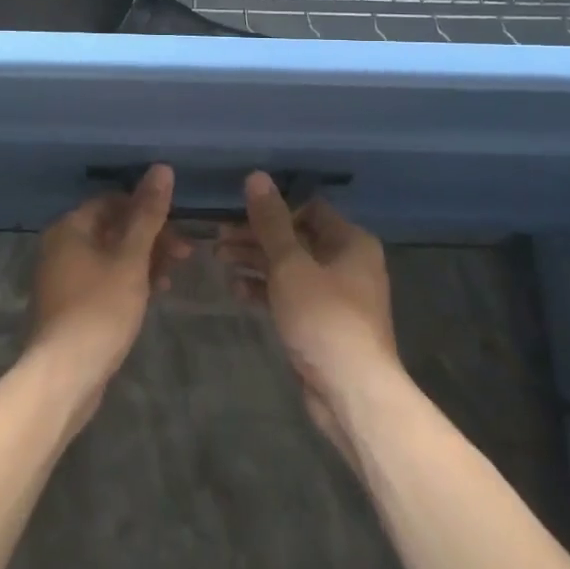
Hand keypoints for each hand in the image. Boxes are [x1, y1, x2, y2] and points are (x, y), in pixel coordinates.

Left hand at [26, 164, 186, 431]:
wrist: (65, 374)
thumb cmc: (100, 308)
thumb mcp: (131, 258)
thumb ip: (148, 214)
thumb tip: (162, 168)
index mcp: (70, 228)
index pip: (114, 201)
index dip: (149, 210)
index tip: (179, 229)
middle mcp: (61, 246)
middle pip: (113, 228)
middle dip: (151, 238)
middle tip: (186, 254)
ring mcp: (63, 277)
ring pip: (111, 256)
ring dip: (144, 261)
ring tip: (171, 279)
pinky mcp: (70, 305)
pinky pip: (104, 280)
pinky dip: (128, 281)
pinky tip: (152, 295)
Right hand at [218, 172, 395, 461]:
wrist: (351, 391)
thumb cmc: (323, 317)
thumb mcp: (290, 264)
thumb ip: (271, 222)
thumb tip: (256, 177)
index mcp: (350, 241)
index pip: (308, 208)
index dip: (273, 208)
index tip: (237, 210)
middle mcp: (347, 263)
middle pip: (296, 238)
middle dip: (256, 236)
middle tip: (218, 237)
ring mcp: (335, 295)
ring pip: (289, 267)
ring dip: (255, 262)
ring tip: (219, 258)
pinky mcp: (321, 323)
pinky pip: (290, 295)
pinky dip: (265, 290)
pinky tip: (236, 290)